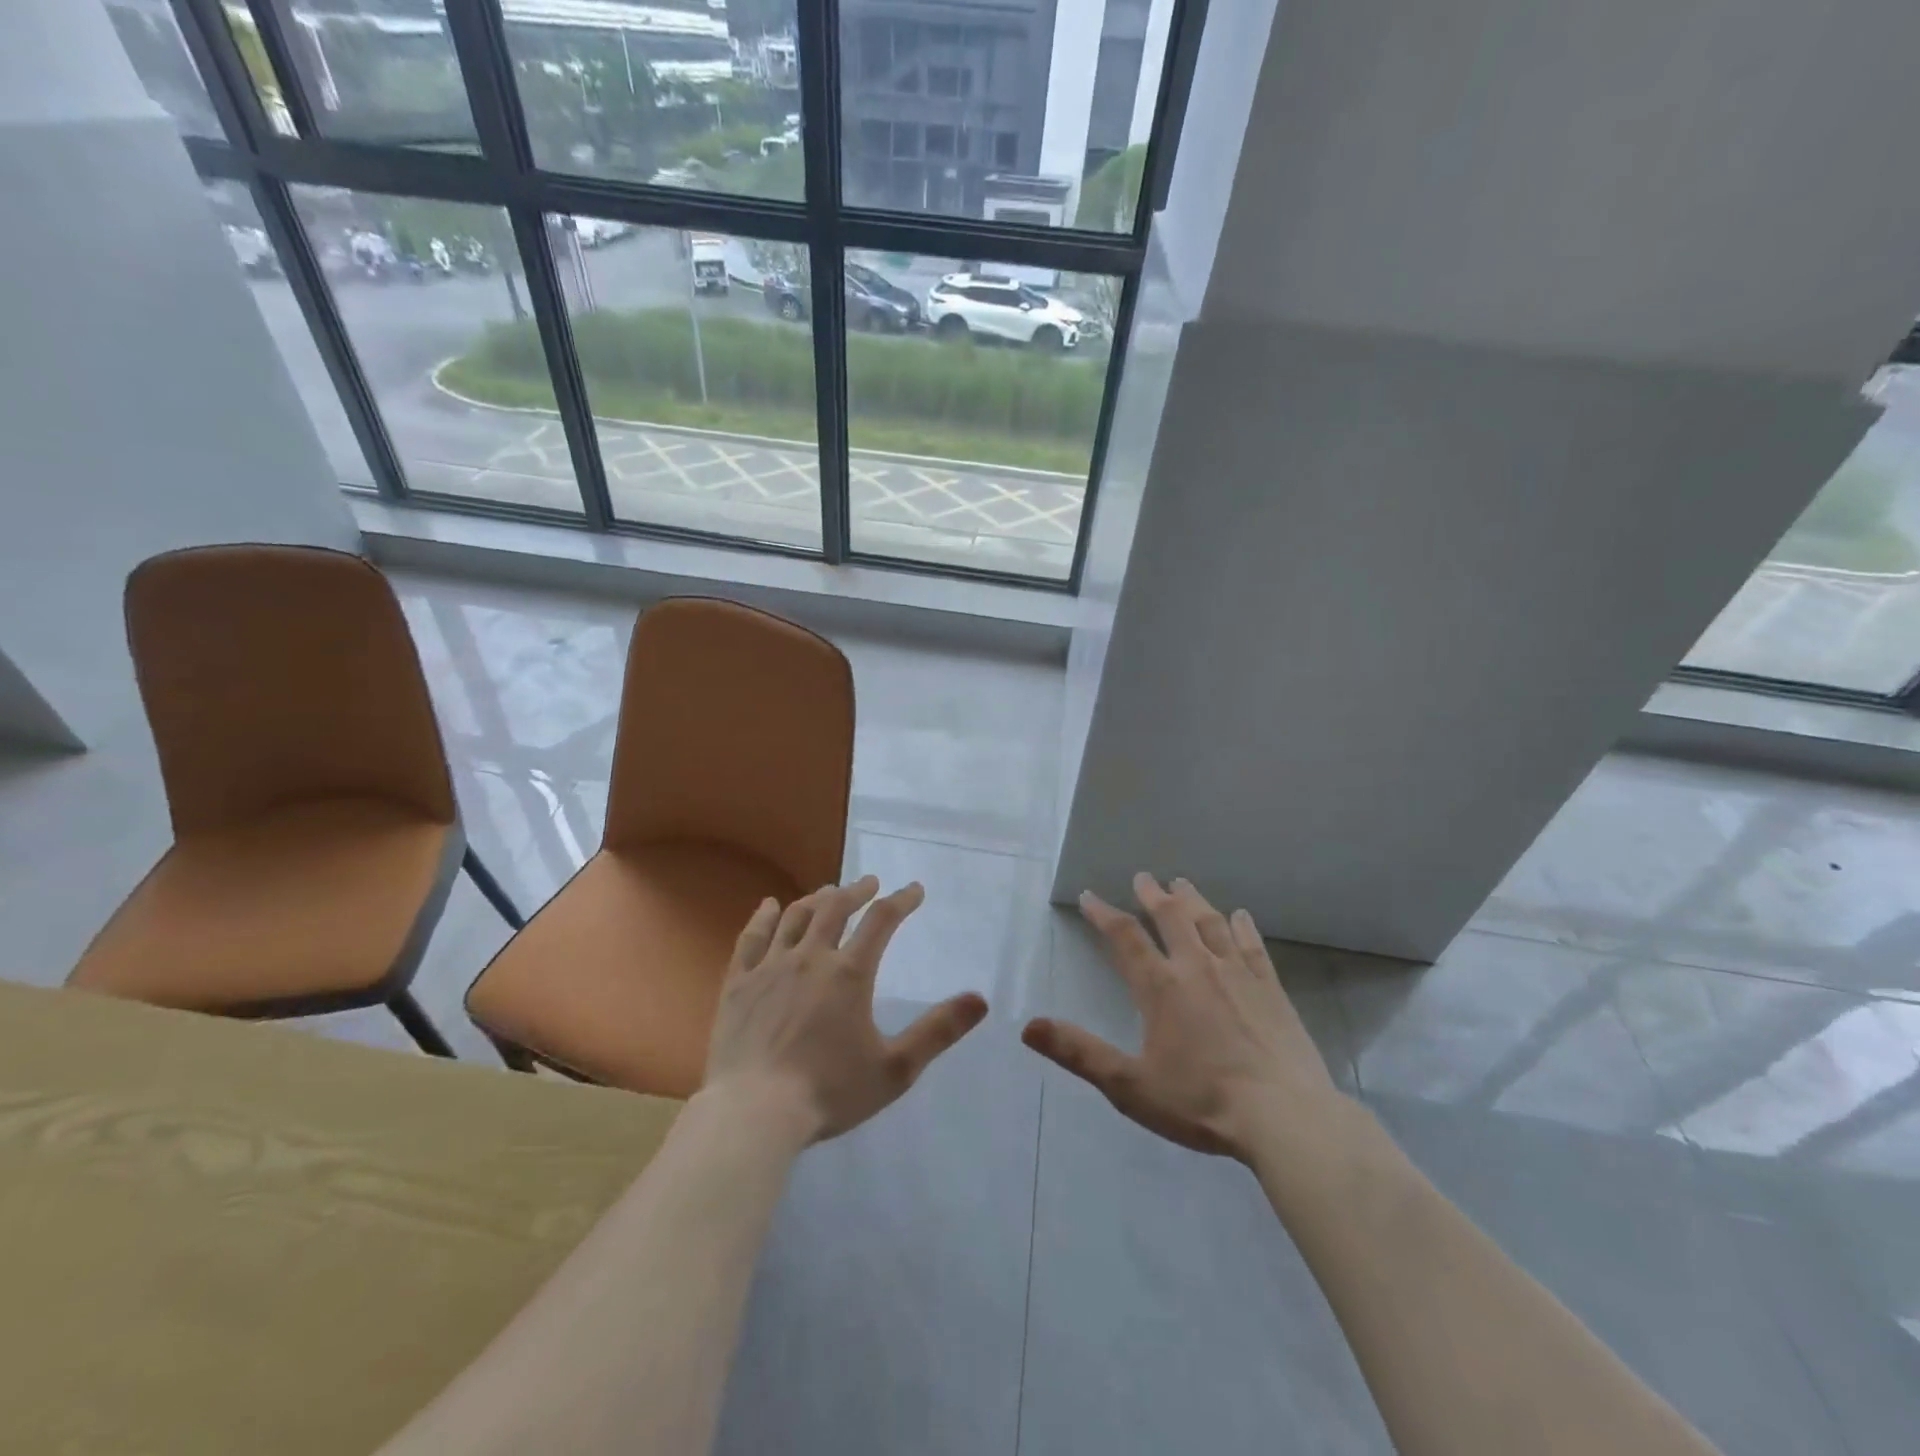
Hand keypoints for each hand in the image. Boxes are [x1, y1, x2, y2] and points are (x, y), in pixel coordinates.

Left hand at [705, 876, 987, 1143]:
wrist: (752, 1113)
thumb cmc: (828, 1092)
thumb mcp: (895, 1069)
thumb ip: (938, 1031)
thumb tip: (980, 999)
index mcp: (849, 973)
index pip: (882, 921)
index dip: (901, 900)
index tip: (914, 890)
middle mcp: (810, 958)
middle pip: (835, 908)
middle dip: (857, 891)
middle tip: (870, 883)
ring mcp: (769, 967)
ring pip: (795, 917)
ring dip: (816, 898)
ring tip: (828, 892)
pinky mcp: (738, 983)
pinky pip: (751, 938)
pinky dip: (763, 917)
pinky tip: (768, 906)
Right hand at [1022, 873, 1346, 1161]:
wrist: (1284, 1118)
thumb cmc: (1201, 1102)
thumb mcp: (1130, 1086)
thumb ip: (1079, 1052)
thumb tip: (1028, 1026)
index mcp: (1160, 987)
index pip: (1125, 937)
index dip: (1103, 913)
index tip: (1089, 896)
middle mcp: (1197, 967)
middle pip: (1171, 917)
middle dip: (1152, 895)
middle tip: (1143, 877)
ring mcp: (1238, 974)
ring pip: (1210, 922)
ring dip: (1192, 900)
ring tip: (1181, 883)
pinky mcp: (1271, 988)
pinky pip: (1252, 945)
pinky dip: (1241, 926)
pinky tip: (1239, 916)